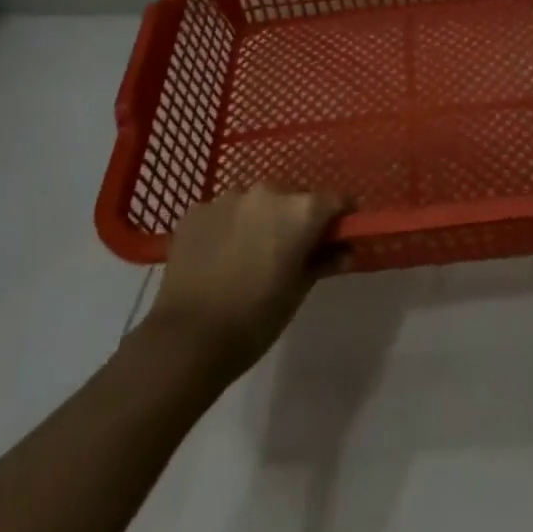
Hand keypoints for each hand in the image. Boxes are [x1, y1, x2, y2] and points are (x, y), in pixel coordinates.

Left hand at [142, 185, 349, 377]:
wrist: (188, 339)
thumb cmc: (255, 318)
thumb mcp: (298, 292)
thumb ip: (324, 261)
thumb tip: (345, 249)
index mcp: (300, 210)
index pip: (335, 201)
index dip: (339, 218)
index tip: (336, 237)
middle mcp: (266, 192)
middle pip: (292, 198)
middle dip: (294, 220)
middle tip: (286, 253)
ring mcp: (227, 198)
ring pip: (254, 203)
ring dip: (258, 221)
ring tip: (246, 256)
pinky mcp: (196, 210)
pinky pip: (222, 213)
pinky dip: (226, 228)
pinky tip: (218, 258)